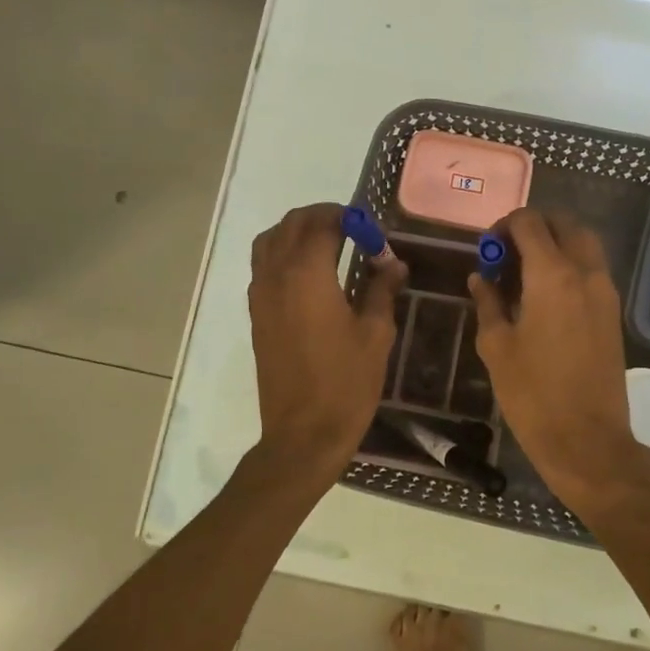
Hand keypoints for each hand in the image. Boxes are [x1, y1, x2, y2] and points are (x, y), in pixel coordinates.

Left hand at [248, 203, 407, 480]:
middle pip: (292, 224)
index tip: (374, 234)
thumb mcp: (376, 334)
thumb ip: (382, 290)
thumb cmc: (346, 383)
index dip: (351, 220)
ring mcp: (260, 295)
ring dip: (298, 232)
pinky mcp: (256, 315)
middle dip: (323, 217)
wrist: (303, 433)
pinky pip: (263, 266)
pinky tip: (311, 275)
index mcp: (307, 274)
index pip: (324, 223)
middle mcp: (276, 275)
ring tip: (330, 245)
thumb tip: (393, 264)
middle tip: (354, 230)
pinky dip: (283, 254)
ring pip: (270, 241)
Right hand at [468, 209, 640, 504]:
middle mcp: (585, 273)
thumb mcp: (496, 346)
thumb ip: (488, 302)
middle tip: (506, 254)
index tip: (487, 249)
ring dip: (555, 244)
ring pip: (584, 244)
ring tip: (524, 273)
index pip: (530, 223)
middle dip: (533, 228)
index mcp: (552, 275)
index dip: (504, 226)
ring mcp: (605, 292)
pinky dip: (570, 265)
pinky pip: (592, 269)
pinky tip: (544, 295)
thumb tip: (480, 277)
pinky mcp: (613, 313)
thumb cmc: (533, 394)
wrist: (587, 439)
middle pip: (564, 224)